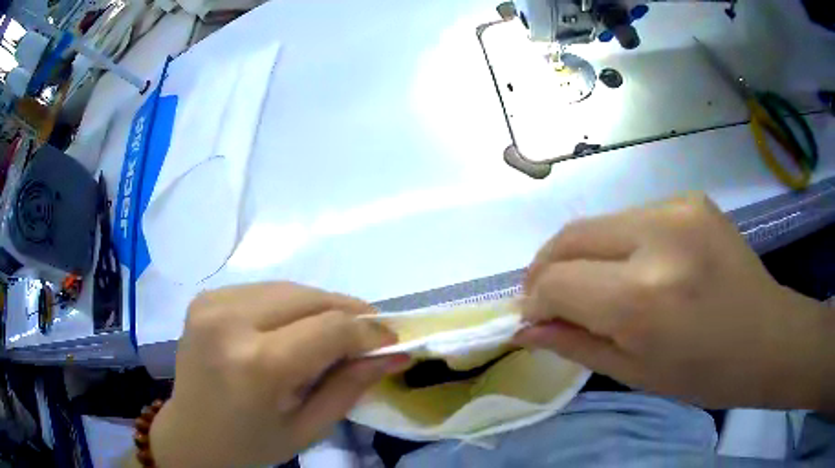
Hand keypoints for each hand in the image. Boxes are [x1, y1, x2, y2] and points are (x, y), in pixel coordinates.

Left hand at [149, 282, 408, 466]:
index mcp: (256, 365)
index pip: (330, 328)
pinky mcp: (206, 297)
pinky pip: (264, 290)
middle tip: (370, 333)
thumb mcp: (307, 428)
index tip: (392, 339)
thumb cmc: (251, 444)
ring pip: (289, 288)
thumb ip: (351, 387)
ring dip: (320, 306)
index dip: (369, 331)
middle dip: (349, 312)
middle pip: (310, 297)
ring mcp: (212, 303)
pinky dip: (290, 305)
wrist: (190, 435)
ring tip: (336, 331)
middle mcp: (230, 321)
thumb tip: (394, 354)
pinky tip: (294, 328)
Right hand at [515, 194, 833, 409]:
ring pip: (598, 223)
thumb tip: (523, 329)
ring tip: (592, 285)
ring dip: (581, 255)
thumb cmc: (704, 373)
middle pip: (570, 236)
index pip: (557, 282)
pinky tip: (635, 267)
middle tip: (547, 298)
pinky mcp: (689, 198)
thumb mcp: (635, 372)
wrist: (767, 337)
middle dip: (546, 269)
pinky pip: (631, 217)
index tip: (532, 318)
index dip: (534, 301)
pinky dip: (616, 244)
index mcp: (643, 297)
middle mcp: (658, 237)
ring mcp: (677, 207)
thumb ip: (573, 344)